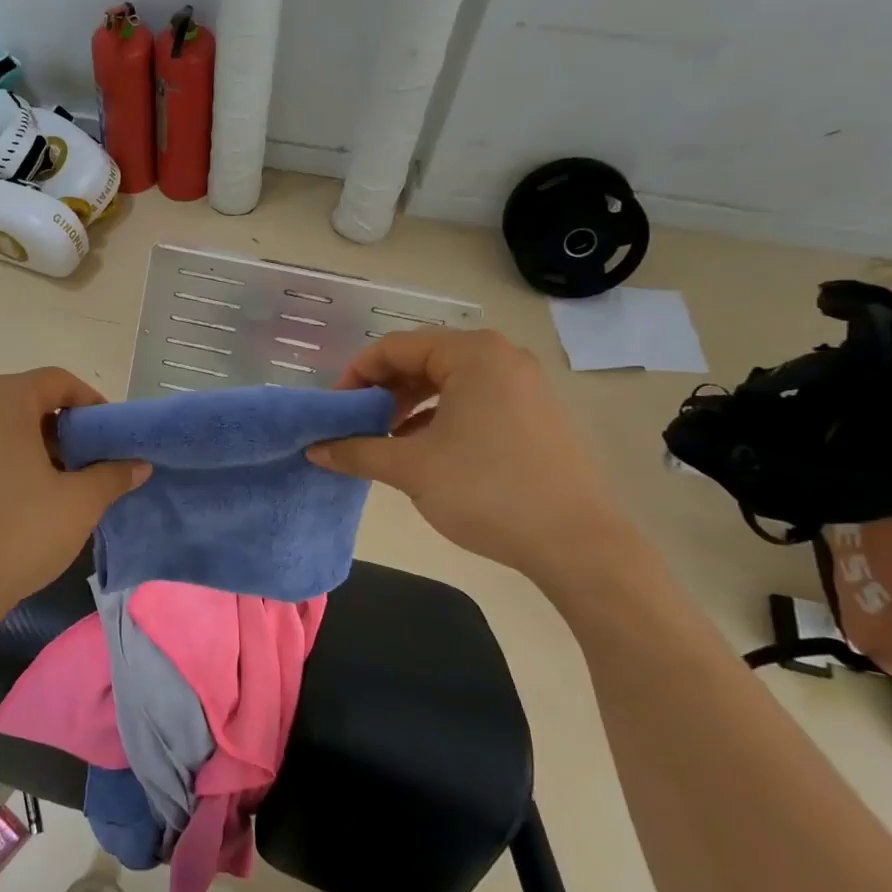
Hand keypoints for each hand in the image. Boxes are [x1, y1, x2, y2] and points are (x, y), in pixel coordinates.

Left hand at [0, 368, 149, 635]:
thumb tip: (139, 464)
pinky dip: (1, 455)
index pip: (57, 382)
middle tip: (87, 460)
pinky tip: (17, 494)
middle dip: (61, 426)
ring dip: (31, 441)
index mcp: (0, 397)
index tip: (110, 437)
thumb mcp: (79, 503)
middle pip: (26, 398)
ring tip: (55, 480)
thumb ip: (113, 474)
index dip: (91, 404)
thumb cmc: (16, 535)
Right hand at [308, 328, 638, 581]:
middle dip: (383, 391)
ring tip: (386, 438)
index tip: (335, 410)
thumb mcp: (411, 468)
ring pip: (449, 382)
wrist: (578, 544)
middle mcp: (502, 357)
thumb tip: (314, 449)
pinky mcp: (536, 413)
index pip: (395, 347)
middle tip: (357, 424)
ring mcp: (525, 384)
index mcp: (472, 354)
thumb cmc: (488, 491)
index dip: (356, 375)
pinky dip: (441, 417)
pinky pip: (475, 400)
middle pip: (423, 360)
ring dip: (410, 405)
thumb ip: (357, 451)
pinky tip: (425, 450)